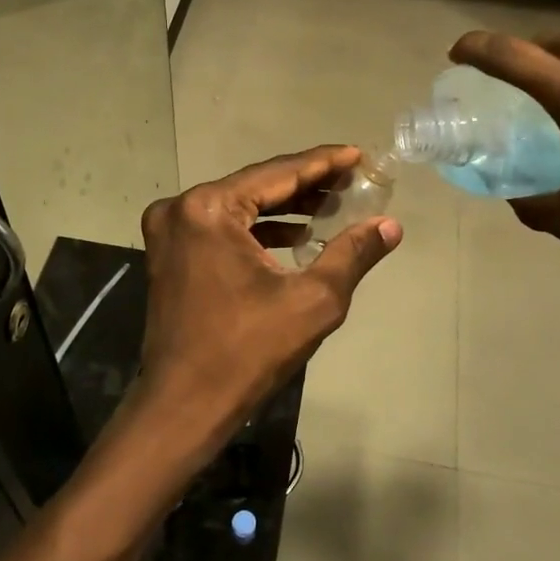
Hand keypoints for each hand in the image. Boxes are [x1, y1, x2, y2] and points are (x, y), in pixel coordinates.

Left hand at [132, 146, 401, 456]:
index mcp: (209, 209)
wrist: (184, 406)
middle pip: (256, 186)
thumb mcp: (313, 300)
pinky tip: (295, 236)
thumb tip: (390, 225)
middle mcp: (181, 208)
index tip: (357, 154)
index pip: (278, 173)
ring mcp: (169, 231)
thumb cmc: (248, 352)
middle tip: (351, 180)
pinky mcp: (170, 254)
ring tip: (331, 205)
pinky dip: (257, 229)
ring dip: (283, 207)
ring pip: (239, 206)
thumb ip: (352, 254)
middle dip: (306, 184)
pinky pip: (221, 227)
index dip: (323, 163)